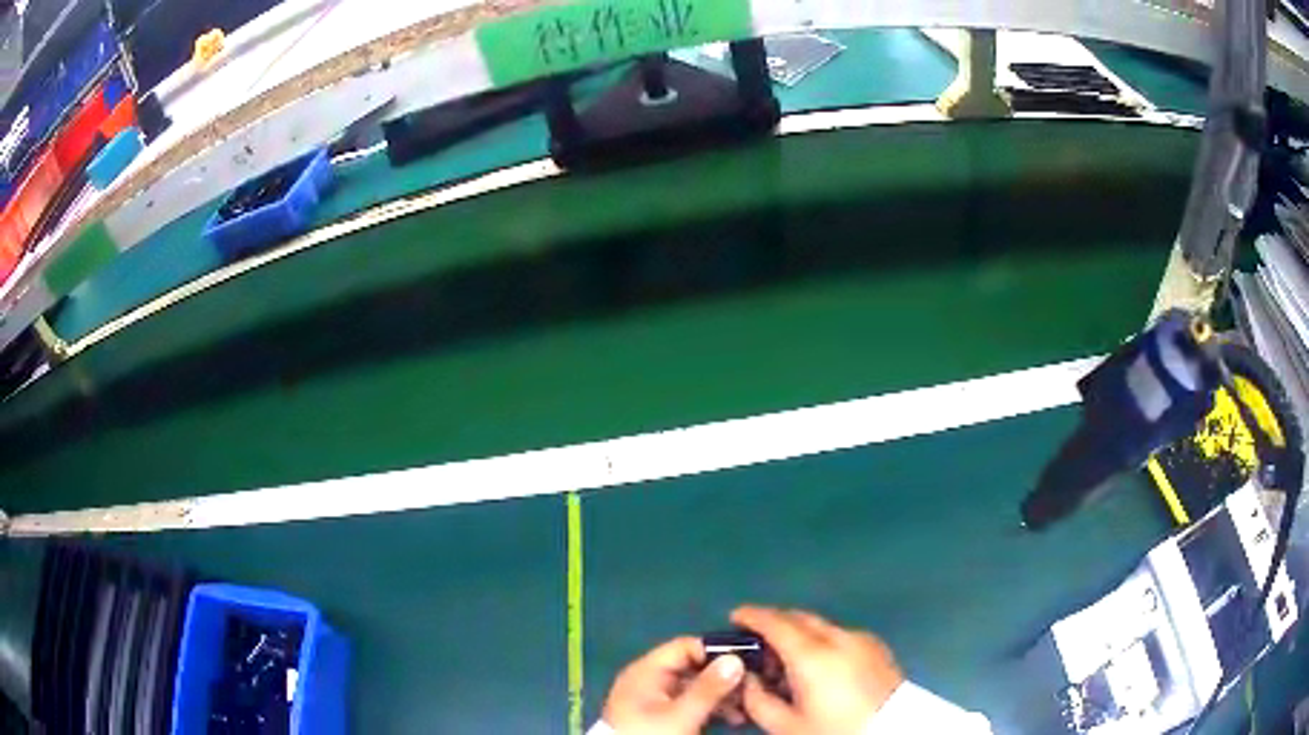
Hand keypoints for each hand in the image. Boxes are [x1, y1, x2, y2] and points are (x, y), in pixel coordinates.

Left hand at [601, 636, 746, 733]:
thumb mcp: (681, 714)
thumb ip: (709, 687)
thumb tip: (736, 659)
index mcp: (646, 671)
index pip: (685, 647)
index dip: (715, 651)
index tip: (746, 660)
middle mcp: (650, 679)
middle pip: (693, 667)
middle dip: (723, 677)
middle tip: (752, 686)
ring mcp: (655, 698)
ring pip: (695, 687)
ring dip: (721, 695)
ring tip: (747, 706)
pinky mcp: (662, 715)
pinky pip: (690, 703)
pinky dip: (711, 707)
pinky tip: (734, 717)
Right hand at [733, 606, 904, 733]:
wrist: (892, 732)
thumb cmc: (834, 731)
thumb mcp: (786, 726)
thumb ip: (758, 699)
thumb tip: (748, 679)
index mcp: (813, 655)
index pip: (776, 623)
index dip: (752, 616)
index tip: (735, 616)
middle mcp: (839, 638)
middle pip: (800, 618)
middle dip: (775, 622)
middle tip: (756, 639)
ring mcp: (863, 640)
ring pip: (822, 626)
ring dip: (800, 632)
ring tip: (786, 658)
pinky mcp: (879, 648)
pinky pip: (841, 635)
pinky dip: (823, 641)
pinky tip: (818, 664)